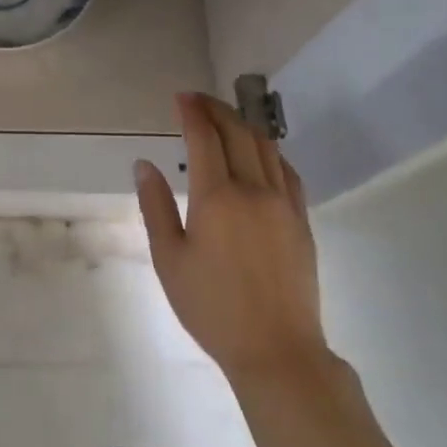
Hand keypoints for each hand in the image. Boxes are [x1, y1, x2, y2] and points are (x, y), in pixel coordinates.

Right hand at [134, 92, 328, 379]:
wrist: (276, 349)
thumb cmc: (212, 307)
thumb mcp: (169, 259)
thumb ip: (155, 207)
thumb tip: (144, 165)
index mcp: (217, 198)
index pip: (204, 138)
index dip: (191, 112)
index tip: (180, 97)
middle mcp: (255, 190)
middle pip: (239, 133)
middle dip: (217, 109)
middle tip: (198, 101)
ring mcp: (284, 204)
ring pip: (267, 147)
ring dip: (244, 125)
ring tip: (225, 119)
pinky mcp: (302, 220)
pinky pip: (287, 171)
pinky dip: (269, 151)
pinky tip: (259, 154)